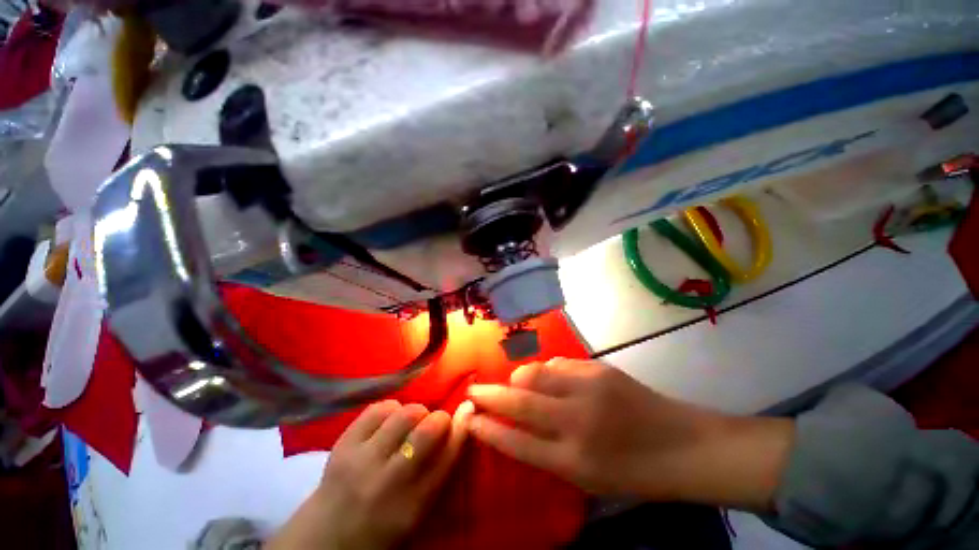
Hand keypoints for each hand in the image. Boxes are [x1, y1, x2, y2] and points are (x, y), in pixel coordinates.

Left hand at [267, 400, 473, 549]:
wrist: (324, 539)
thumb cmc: (381, 528)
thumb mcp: (418, 511)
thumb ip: (441, 468)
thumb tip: (463, 419)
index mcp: (412, 506)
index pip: (448, 456)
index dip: (461, 427)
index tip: (467, 410)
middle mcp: (388, 482)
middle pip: (428, 429)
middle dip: (438, 419)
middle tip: (433, 425)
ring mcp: (361, 460)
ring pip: (405, 413)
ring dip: (415, 413)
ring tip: (408, 425)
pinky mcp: (343, 444)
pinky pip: (379, 407)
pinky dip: (391, 409)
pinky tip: (388, 423)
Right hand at [466, 358, 792, 508]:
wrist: (683, 445)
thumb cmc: (634, 471)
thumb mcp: (587, 476)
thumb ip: (547, 449)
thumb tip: (517, 420)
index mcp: (573, 460)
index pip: (515, 441)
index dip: (486, 428)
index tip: (467, 417)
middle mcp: (576, 421)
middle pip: (518, 401)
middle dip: (489, 394)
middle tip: (473, 389)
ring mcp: (588, 388)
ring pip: (535, 372)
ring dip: (518, 377)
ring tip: (516, 382)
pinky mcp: (599, 368)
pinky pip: (558, 362)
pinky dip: (547, 369)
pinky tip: (551, 377)